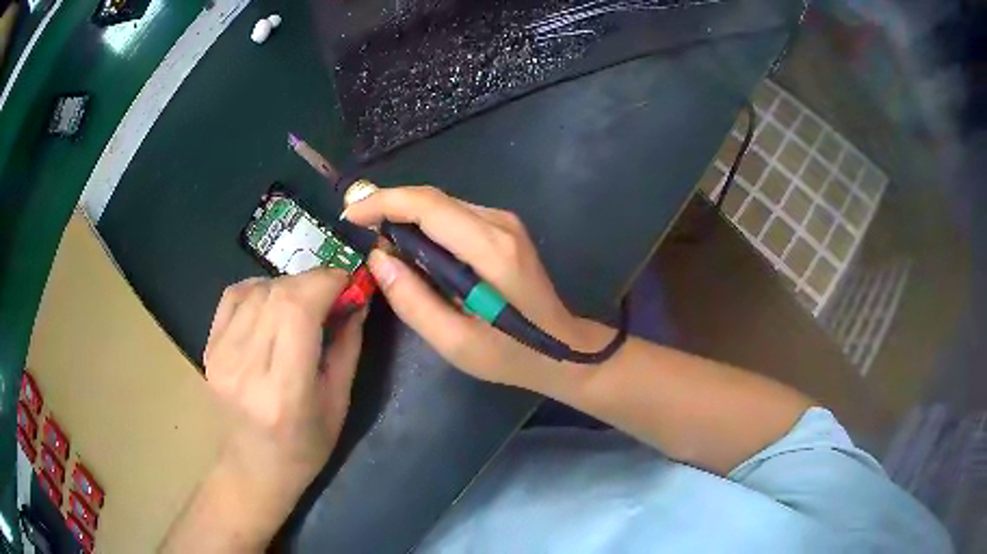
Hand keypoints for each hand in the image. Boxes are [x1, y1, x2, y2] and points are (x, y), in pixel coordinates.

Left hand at [202, 269, 364, 540]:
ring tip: (304, 304)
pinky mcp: (209, 348)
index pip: (298, 310)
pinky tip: (273, 305)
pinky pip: (234, 295)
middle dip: (313, 281)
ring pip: (257, 290)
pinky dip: (260, 289)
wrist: (253, 468)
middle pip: (278, 294)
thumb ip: (348, 346)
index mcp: (284, 392)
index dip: (326, 282)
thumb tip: (357, 297)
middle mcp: (245, 369)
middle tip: (332, 292)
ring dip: (288, 286)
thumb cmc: (305, 447)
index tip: (349, 281)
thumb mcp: (339, 404)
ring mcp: (221, 356)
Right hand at [343, 186, 611, 392]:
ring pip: (441, 205)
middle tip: (357, 230)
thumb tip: (377, 258)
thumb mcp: (455, 342)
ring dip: (406, 217)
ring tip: (379, 244)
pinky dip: (426, 226)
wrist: (564, 349)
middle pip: (433, 199)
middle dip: (389, 207)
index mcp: (491, 249)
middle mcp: (499, 223)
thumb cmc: (510, 353)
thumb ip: (412, 300)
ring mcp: (505, 223)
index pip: (428, 205)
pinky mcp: (504, 229)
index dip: (384, 202)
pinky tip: (413, 251)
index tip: (350, 215)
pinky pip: (454, 216)